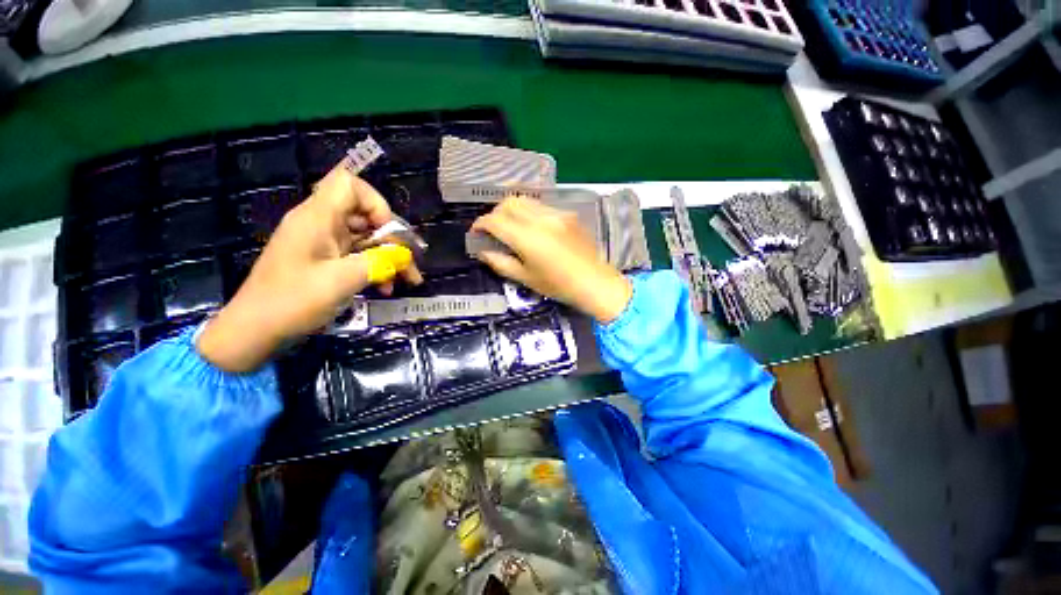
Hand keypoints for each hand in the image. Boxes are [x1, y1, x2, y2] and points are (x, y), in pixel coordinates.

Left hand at [197, 165, 422, 371]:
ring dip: (388, 257)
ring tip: (406, 280)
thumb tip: (405, 255)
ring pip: (365, 238)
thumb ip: (379, 262)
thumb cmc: (293, 301)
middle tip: (409, 263)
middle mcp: (320, 224)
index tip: (387, 232)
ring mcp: (322, 243)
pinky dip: (375, 267)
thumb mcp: (342, 280)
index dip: (375, 202)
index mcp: (317, 218)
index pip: (349, 184)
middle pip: (365, 214)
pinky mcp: (324, 260)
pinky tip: (385, 287)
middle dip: (391, 238)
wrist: (255, 331)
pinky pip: (357, 255)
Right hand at [472, 196, 631, 323]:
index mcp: (528, 238)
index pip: (496, 221)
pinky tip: (532, 228)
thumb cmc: (558, 286)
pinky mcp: (568, 214)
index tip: (476, 232)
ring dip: (512, 210)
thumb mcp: (525, 278)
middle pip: (509, 202)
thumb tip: (483, 251)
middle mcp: (541, 219)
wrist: (595, 282)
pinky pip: (541, 206)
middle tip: (493, 229)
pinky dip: (529, 212)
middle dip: (495, 213)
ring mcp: (557, 213)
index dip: (480, 224)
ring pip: (525, 200)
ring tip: (511, 226)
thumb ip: (500, 263)